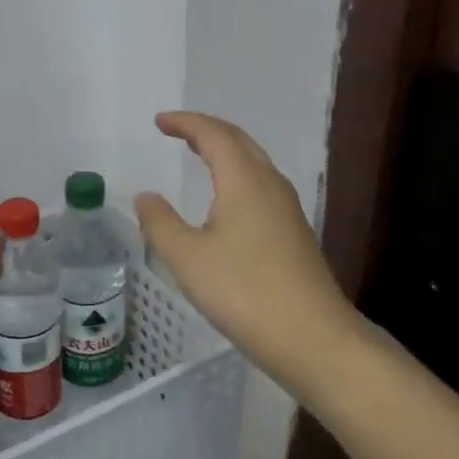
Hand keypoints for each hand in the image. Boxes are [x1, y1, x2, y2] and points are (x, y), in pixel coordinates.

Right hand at [135, 112, 359, 387]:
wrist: (312, 337)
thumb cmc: (244, 291)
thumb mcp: (187, 258)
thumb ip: (160, 223)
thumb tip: (145, 196)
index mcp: (244, 180)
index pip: (214, 135)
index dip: (185, 123)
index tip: (159, 121)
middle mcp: (270, 185)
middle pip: (239, 142)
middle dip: (207, 130)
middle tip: (178, 131)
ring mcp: (287, 209)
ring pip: (254, 163)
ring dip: (225, 151)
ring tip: (199, 155)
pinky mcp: (293, 233)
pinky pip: (260, 186)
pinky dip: (236, 175)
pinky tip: (226, 200)